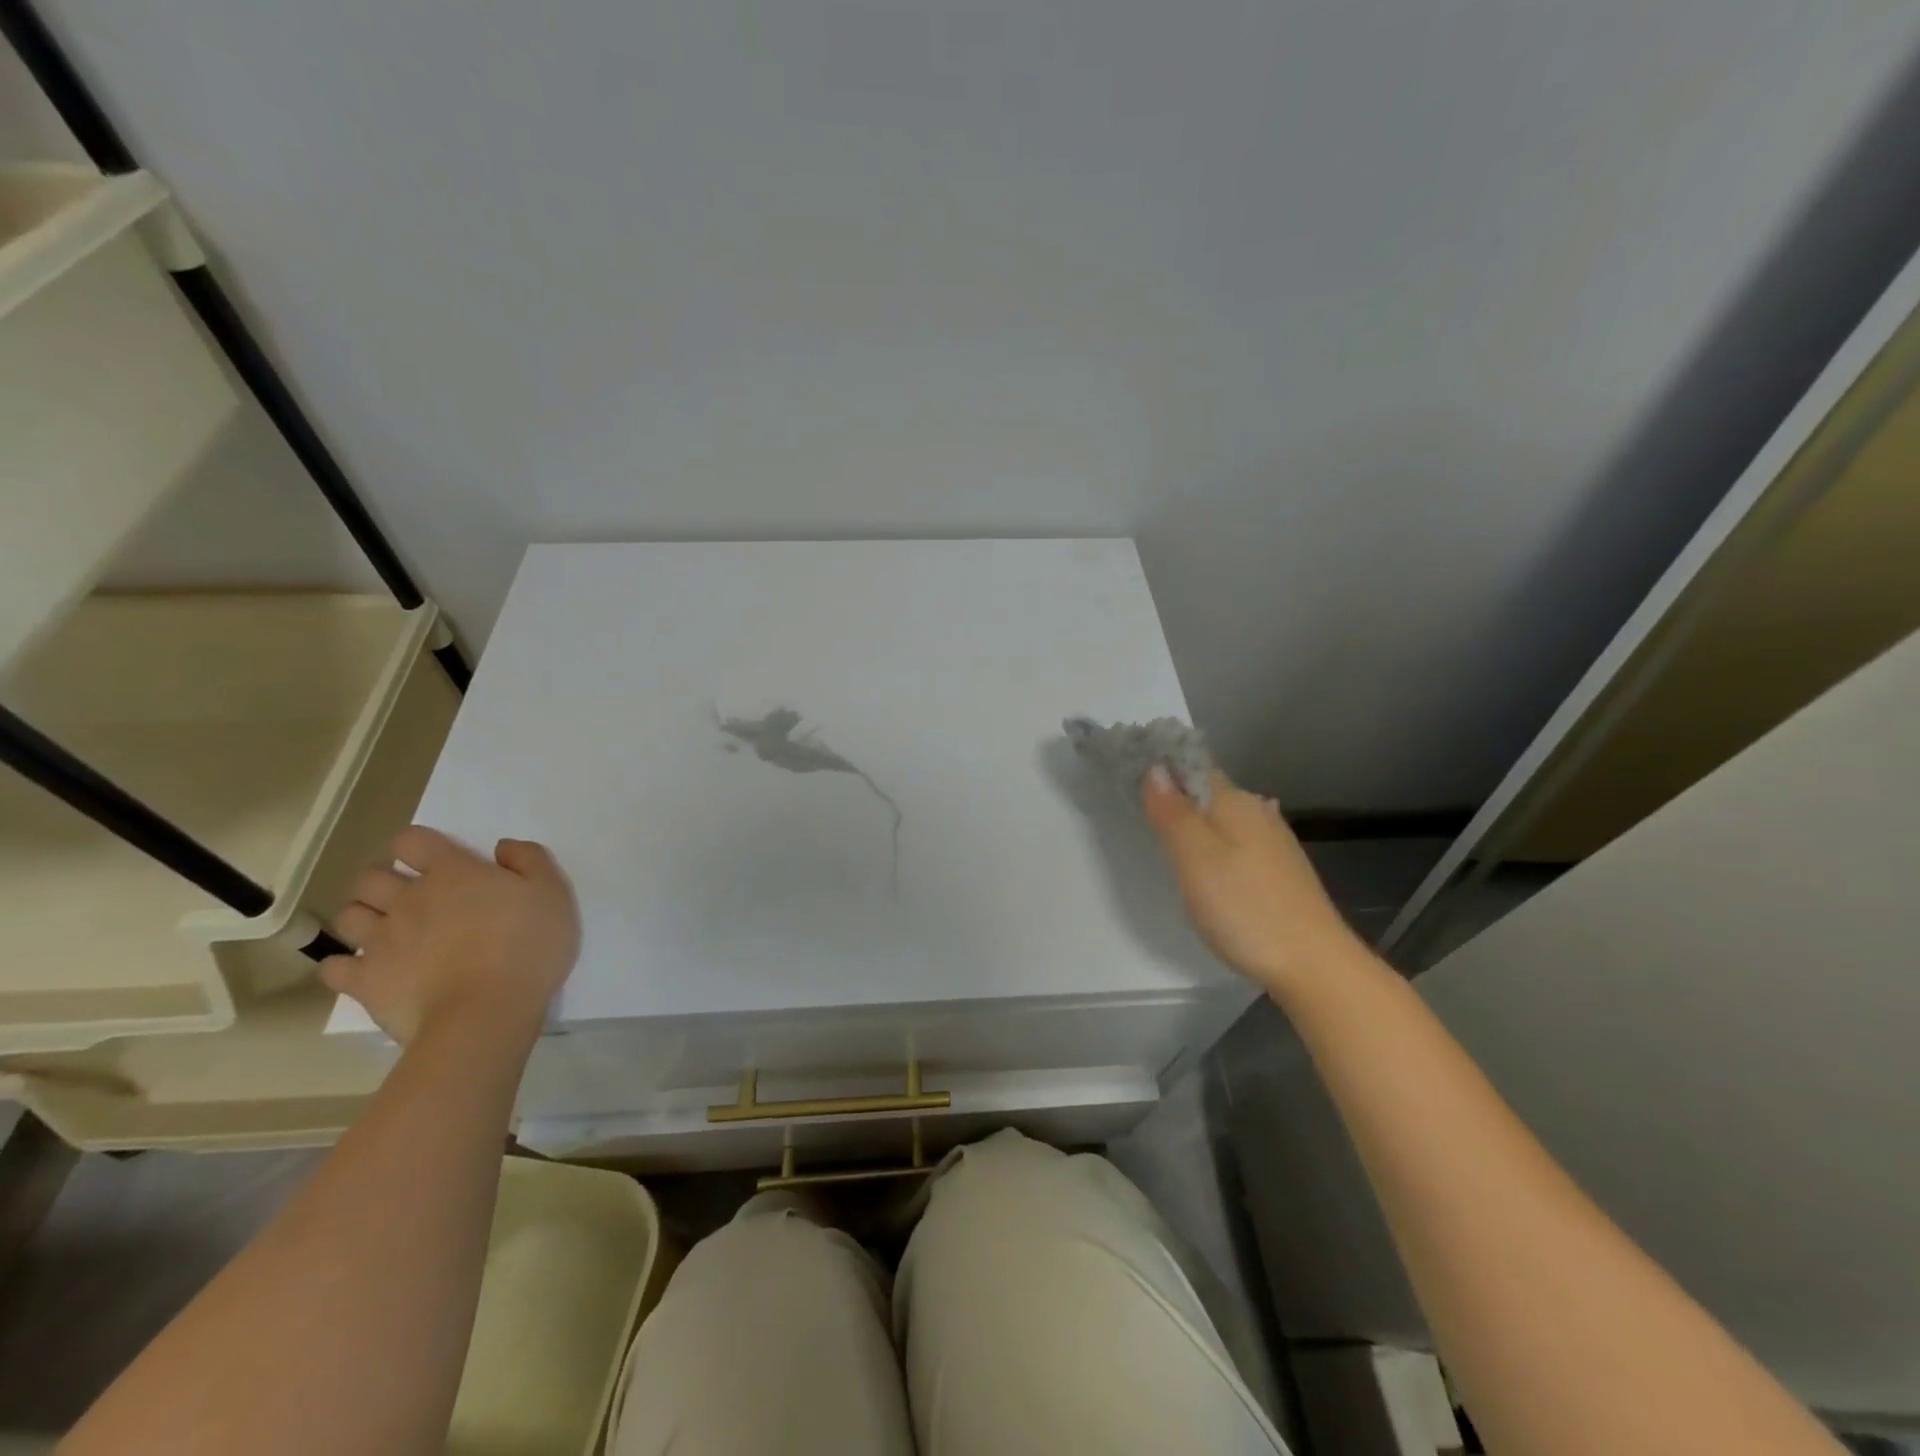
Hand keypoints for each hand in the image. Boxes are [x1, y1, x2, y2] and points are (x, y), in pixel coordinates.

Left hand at [323, 827, 580, 1046]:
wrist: (487, 1012)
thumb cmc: (527, 946)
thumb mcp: (552, 893)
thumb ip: (529, 860)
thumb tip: (502, 848)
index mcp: (452, 873)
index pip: (412, 841)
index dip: (419, 846)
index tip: (436, 861)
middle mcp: (408, 899)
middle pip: (370, 877)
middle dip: (384, 881)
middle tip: (410, 897)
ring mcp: (381, 940)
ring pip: (348, 915)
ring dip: (364, 917)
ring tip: (387, 931)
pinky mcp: (365, 980)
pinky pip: (334, 966)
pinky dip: (345, 964)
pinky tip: (365, 969)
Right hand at [1143, 766, 1360, 993]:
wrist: (1314, 964)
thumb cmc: (1245, 908)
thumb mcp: (1196, 858)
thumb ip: (1173, 813)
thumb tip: (1155, 769)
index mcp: (1235, 802)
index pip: (1193, 767)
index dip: (1163, 768)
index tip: (1131, 776)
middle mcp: (1258, 812)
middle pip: (1209, 792)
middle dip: (1178, 795)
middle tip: (1141, 811)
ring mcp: (1274, 842)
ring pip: (1225, 819)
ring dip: (1198, 822)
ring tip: (1168, 837)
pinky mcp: (1282, 872)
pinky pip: (1238, 843)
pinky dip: (1217, 845)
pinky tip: (1211, 864)